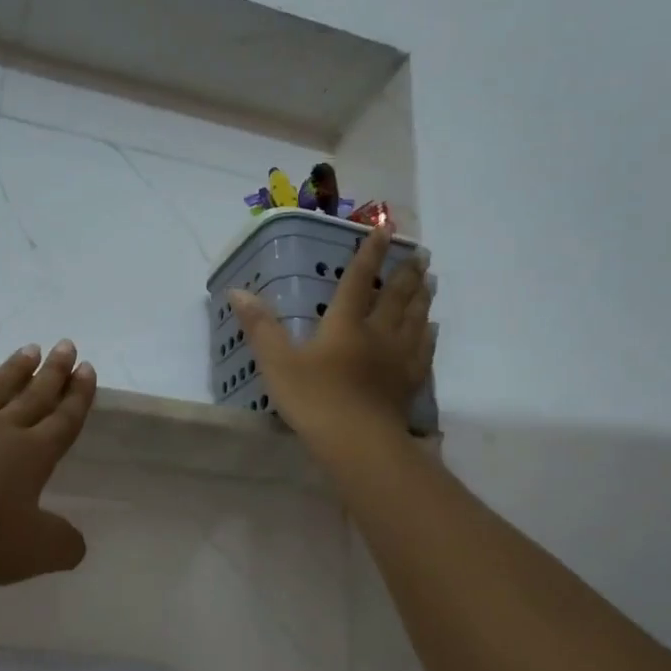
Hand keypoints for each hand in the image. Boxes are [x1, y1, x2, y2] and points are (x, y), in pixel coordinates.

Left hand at [0, 341, 96, 588]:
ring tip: (28, 349)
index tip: (87, 368)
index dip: (78, 396)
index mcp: (33, 456)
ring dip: (13, 371)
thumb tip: (75, 542)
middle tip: (65, 345)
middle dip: (53, 372)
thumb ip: (64, 544)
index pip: (63, 420)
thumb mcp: (37, 554)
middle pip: (33, 397)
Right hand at [229, 225, 434, 446]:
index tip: (386, 228)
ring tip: (430, 281)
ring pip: (415, 319)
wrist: (359, 442)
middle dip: (405, 273)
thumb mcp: (277, 363)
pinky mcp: (409, 383)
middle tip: (420, 255)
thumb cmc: (315, 400)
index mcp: (345, 324)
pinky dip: (427, 335)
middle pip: (395, 297)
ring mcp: (398, 358)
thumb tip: (238, 291)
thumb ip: (260, 327)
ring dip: (422, 298)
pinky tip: (431, 329)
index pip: (358, 280)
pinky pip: (423, 351)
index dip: (370, 253)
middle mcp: (377, 333)